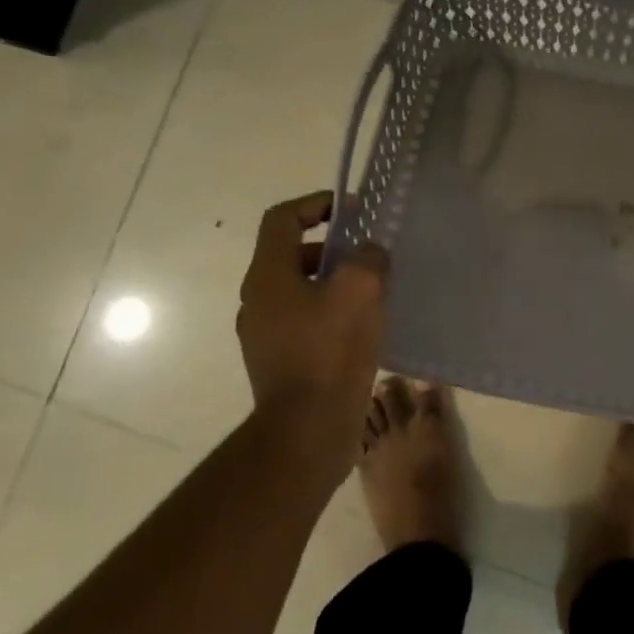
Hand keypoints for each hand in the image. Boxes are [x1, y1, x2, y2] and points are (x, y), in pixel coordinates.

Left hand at [235, 191, 388, 491]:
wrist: (308, 430)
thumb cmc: (330, 352)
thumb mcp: (360, 291)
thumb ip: (368, 258)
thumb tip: (369, 253)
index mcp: (269, 277)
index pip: (282, 219)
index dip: (315, 204)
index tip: (351, 210)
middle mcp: (259, 301)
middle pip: (292, 255)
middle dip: (332, 247)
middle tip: (369, 255)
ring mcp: (266, 334)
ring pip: (301, 290)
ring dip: (335, 282)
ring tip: (374, 293)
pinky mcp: (281, 361)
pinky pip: (306, 321)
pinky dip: (332, 313)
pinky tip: (364, 329)